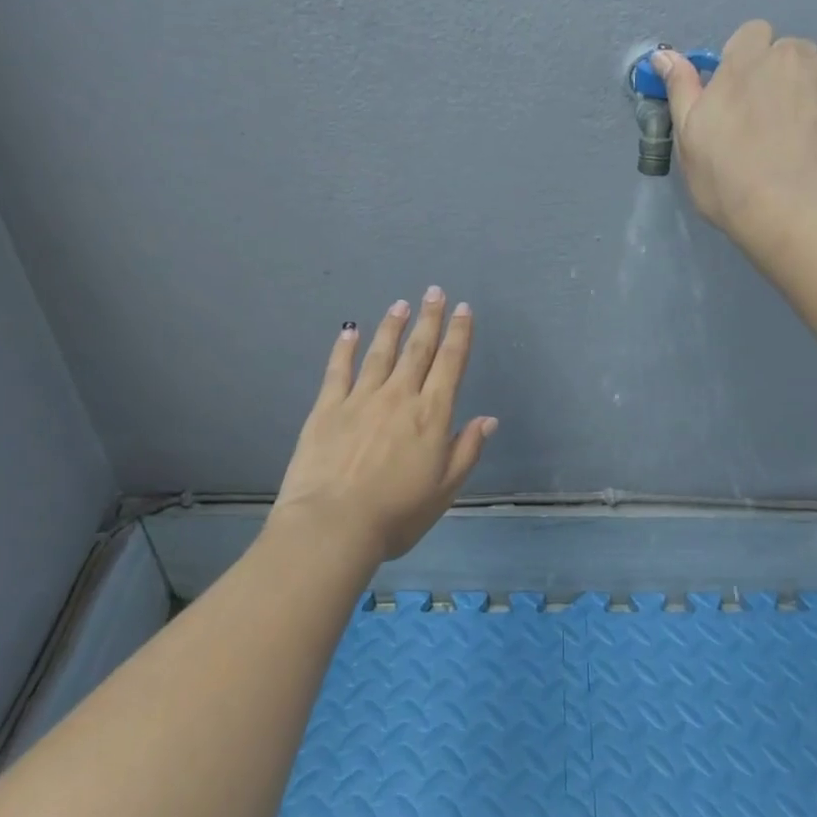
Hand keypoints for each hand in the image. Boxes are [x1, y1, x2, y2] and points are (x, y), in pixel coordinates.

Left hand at [270, 288, 495, 570]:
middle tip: (434, 292)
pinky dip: (345, 348)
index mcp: (431, 415)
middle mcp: (399, 397)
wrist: (333, 525)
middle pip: (418, 350)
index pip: (450, 364)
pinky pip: (338, 370)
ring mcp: (360, 398)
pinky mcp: (327, 408)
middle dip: (429, 319)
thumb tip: (489, 419)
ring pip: (381, 353)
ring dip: (393, 327)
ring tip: (401, 305)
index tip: (463, 309)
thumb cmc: (396, 514)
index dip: (459, 334)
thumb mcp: (445, 489)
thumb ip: (467, 450)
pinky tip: (349, 330)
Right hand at [652, 20, 816, 240]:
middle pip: (792, 48)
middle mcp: (793, 56)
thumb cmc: (729, 179)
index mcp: (746, 61)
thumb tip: (664, 55)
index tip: (743, 95)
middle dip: (786, 72)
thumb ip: (681, 90)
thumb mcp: (690, 138)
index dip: (748, 61)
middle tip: (778, 116)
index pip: (752, 34)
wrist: (794, 212)